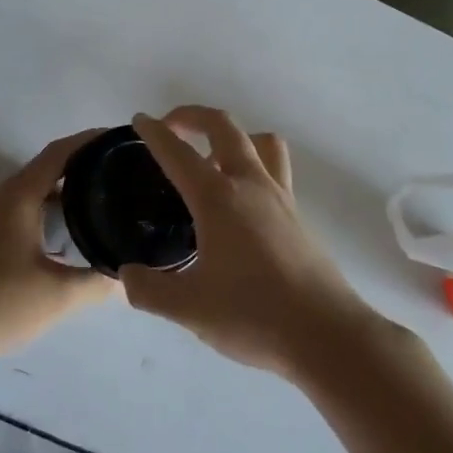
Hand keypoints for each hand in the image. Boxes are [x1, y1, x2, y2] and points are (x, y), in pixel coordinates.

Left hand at [0, 129, 117, 358]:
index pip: (57, 154)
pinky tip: (58, 241)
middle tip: (115, 179)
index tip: (116, 140)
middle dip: (78, 170)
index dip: (88, 142)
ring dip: (59, 195)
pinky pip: (13, 212)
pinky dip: (40, 214)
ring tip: (94, 208)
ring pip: (27, 194)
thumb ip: (96, 282)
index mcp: (17, 198)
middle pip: (42, 171)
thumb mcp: (58, 296)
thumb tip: (126, 275)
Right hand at [123, 107, 381, 377]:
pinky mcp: (298, 217)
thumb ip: (149, 290)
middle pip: (224, 127)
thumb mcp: (189, 308)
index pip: (178, 153)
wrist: (328, 337)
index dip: (155, 133)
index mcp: (219, 199)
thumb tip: (125, 275)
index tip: (139, 121)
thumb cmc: (254, 315)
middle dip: (193, 116)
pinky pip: (275, 170)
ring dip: (232, 137)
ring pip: (260, 142)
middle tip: (171, 127)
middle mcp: (251, 186)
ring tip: (211, 160)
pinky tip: (238, 202)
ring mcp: (281, 198)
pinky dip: (252, 166)